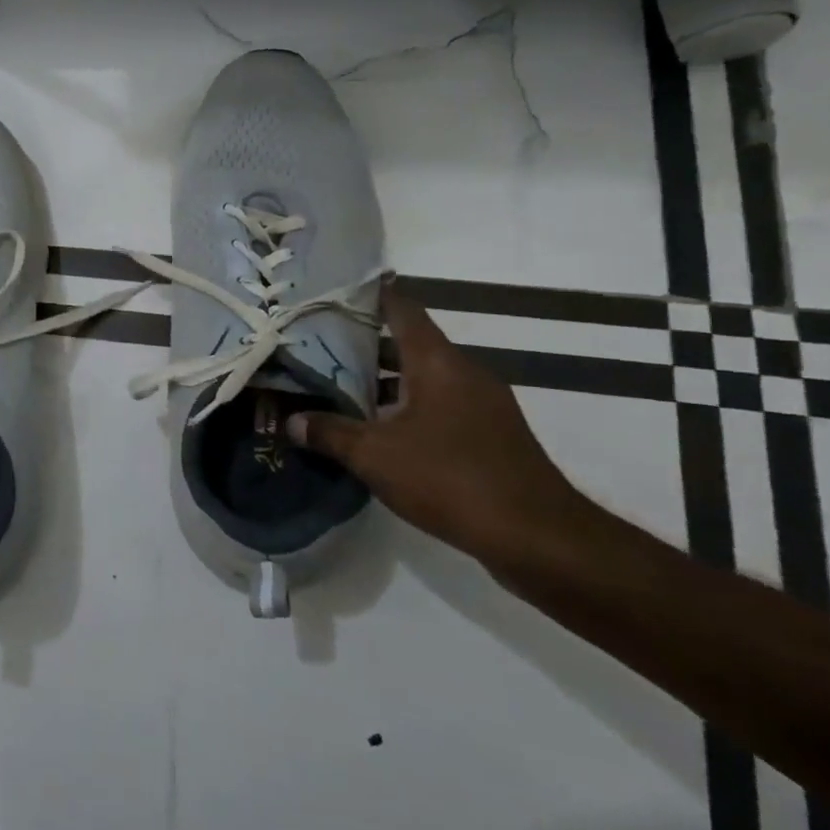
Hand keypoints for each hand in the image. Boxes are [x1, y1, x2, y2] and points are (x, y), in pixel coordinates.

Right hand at [287, 283, 597, 571]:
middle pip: (408, 342)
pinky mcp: (489, 434)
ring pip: (423, 376)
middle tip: (317, 345)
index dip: (368, 295)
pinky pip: (439, 403)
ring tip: (337, 386)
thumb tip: (290, 420)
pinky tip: (377, 428)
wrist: (538, 538)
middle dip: (363, 343)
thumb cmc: (451, 479)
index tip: (333, 291)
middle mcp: (463, 372)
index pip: (402, 309)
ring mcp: (482, 404)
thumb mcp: (375, 456)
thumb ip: (330, 433)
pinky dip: (406, 404)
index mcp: (438, 362)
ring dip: (384, 379)